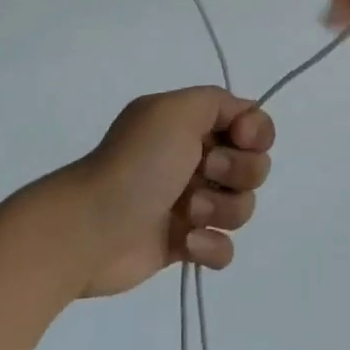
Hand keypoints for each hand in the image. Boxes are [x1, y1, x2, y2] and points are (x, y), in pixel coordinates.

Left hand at [67, 87, 275, 297]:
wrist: (93, 228)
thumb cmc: (138, 163)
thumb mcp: (175, 110)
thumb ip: (219, 101)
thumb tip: (245, 119)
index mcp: (190, 125)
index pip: (251, 124)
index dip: (256, 133)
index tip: (239, 139)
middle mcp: (193, 160)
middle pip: (254, 166)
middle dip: (237, 172)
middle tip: (201, 173)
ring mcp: (190, 204)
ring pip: (242, 208)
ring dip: (220, 209)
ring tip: (186, 213)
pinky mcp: (185, 244)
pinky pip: (225, 247)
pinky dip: (211, 247)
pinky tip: (185, 243)